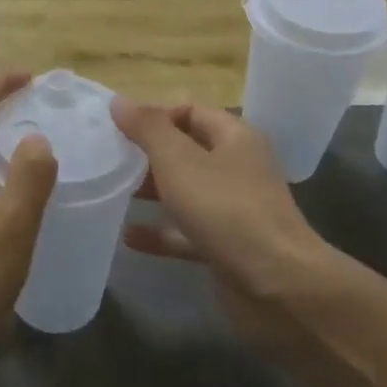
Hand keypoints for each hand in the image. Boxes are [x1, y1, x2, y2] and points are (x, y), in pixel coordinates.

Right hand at [111, 102, 329, 347]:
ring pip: (186, 193)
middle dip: (149, 154)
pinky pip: (187, 232)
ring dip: (152, 192)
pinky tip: (128, 237)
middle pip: (187, 151)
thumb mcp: (179, 161)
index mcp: (234, 138)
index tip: (118, 127)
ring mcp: (234, 210)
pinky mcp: (227, 247)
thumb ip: (148, 129)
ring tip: (112, 191)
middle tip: (109, 158)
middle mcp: (237, 169)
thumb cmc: (226, 210)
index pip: (191, 112)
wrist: (278, 285)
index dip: (155, 115)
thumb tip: (119, 101)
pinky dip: (161, 233)